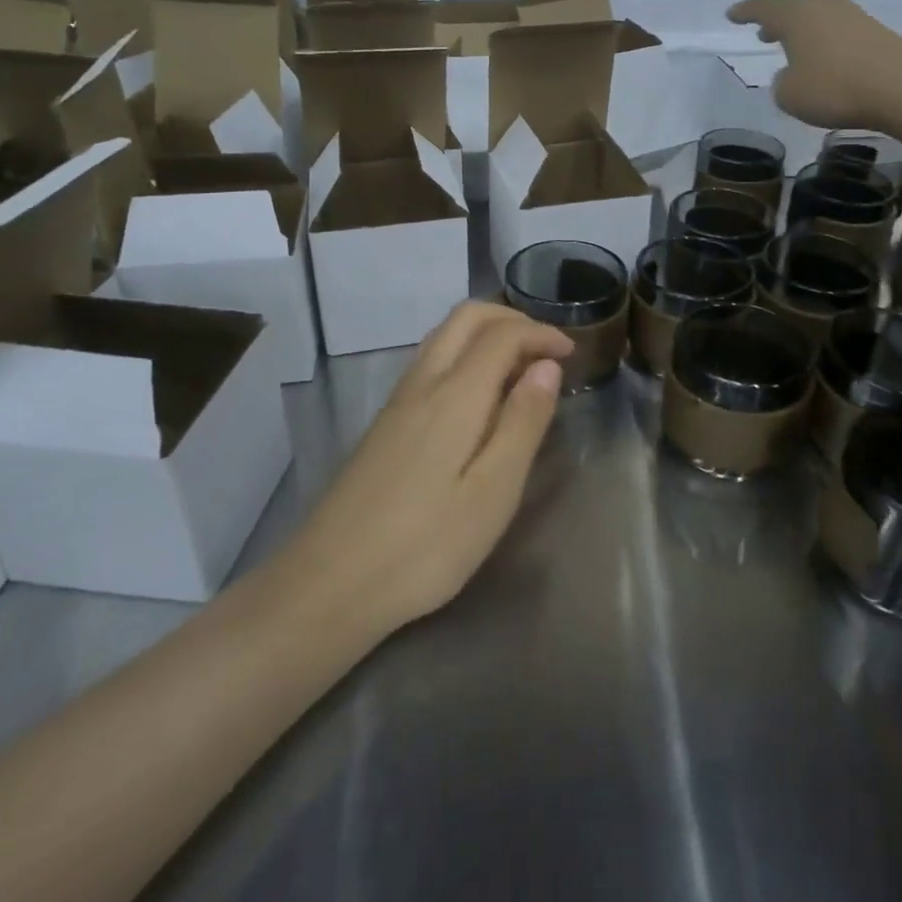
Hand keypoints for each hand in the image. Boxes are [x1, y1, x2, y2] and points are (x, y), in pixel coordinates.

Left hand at [289, 302, 570, 634]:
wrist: (329, 583)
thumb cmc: (425, 545)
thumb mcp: (493, 492)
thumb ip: (523, 422)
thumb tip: (547, 366)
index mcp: (455, 395)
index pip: (502, 335)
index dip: (541, 333)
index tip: (572, 353)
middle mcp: (423, 383)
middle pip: (466, 318)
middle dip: (512, 320)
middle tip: (546, 350)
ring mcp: (398, 402)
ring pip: (444, 336)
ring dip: (486, 334)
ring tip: (519, 369)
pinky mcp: (385, 423)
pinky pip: (430, 361)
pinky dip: (464, 355)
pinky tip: (478, 398)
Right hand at [728, 0, 901, 129]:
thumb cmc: (834, 88)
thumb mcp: (790, 95)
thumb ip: (782, 82)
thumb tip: (791, 74)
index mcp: (795, 15)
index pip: (762, 7)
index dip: (745, 12)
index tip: (732, 15)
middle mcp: (823, 6)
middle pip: (793, 9)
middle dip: (776, 22)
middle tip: (763, 33)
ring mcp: (852, 15)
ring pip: (817, 19)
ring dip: (802, 32)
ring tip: (792, 48)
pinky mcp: (875, 31)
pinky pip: (838, 32)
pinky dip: (824, 43)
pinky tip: (824, 61)